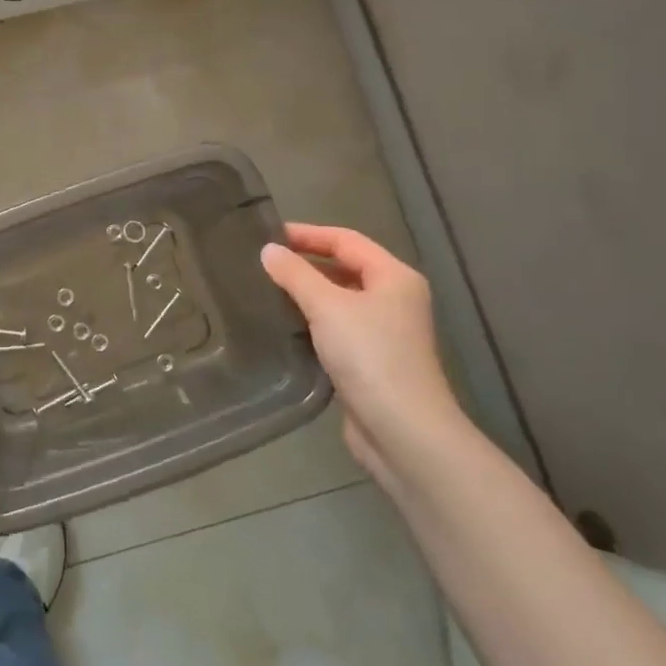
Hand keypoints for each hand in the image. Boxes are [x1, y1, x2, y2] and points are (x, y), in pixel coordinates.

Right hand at [261, 224, 467, 484]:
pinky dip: (310, 322)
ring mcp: (384, 332)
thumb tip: (268, 250)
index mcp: (394, 277)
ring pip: (338, 300)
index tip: (267, 234)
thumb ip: (295, 275)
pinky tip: (282, 325)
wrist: (402, 431)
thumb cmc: (370, 356)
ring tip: (264, 290)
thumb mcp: (327, 306)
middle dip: (304, 263)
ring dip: (305, 294)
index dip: (307, 234)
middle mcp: (394, 300)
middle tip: (262, 262)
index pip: (346, 240)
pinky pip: (335, 328)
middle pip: (344, 268)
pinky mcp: (370, 362)